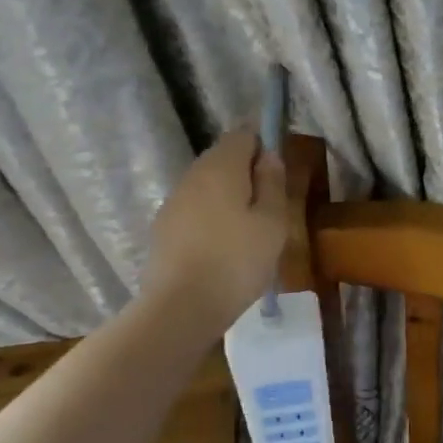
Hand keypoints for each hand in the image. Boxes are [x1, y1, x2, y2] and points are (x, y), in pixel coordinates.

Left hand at [142, 130, 288, 336]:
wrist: (180, 308)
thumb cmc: (236, 261)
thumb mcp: (272, 223)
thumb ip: (273, 183)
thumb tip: (269, 156)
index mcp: (221, 166)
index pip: (243, 134)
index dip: (264, 145)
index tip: (279, 173)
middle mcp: (193, 175)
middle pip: (223, 158)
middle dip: (247, 173)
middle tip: (270, 207)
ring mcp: (173, 202)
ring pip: (207, 186)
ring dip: (229, 197)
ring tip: (249, 231)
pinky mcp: (163, 228)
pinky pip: (194, 210)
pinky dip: (211, 218)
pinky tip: (223, 247)